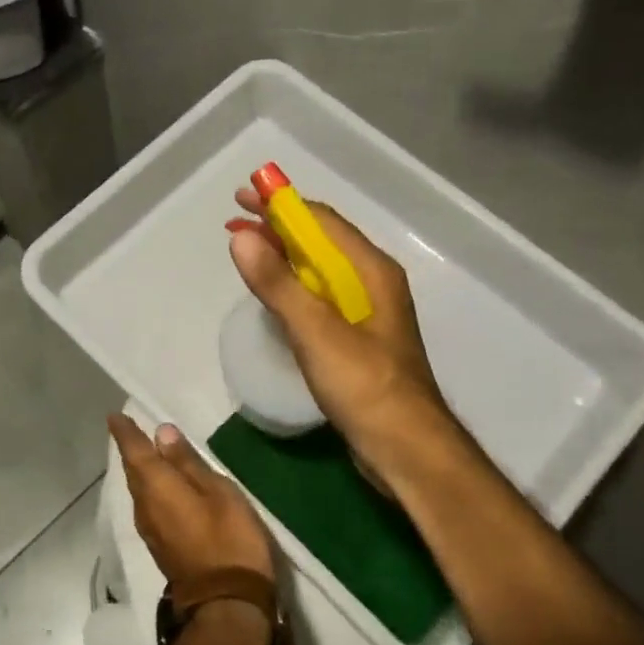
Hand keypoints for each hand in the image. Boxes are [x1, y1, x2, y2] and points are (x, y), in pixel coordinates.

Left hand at [108, 414, 274, 585]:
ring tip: (147, 452)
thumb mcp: (217, 492)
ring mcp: (150, 530)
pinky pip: (148, 505)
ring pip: (139, 490)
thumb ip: (187, 463)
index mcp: (157, 487)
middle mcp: (145, 507)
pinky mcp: (160, 546)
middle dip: (131, 450)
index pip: (135, 452)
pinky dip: (150, 489)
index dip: (125, 433)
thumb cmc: (228, 539)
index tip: (115, 416)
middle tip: (130, 429)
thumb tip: (162, 432)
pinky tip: (161, 486)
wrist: (226, 603)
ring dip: (140, 470)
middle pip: (133, 472)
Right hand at [226, 186, 461, 477]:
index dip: (282, 204)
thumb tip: (242, 238)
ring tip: (248, 249)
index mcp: (371, 271)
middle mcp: (372, 282)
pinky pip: (321, 297)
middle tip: (237, 221)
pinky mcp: (358, 339)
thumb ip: (278, 284)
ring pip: (320, 269)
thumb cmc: (365, 386)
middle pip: (321, 241)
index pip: (322, 221)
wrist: (406, 449)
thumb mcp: (316, 331)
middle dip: (279, 227)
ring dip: (284, 255)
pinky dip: (293, 285)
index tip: (244, 196)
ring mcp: (367, 312)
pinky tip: (275, 294)